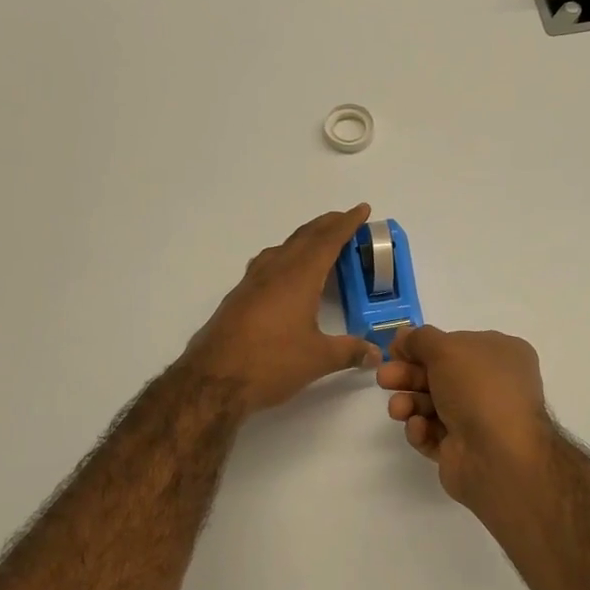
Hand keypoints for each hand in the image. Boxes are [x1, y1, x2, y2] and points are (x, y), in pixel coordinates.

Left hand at [184, 205, 382, 415]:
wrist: (213, 379)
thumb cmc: (271, 363)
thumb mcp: (318, 359)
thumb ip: (349, 352)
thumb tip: (377, 354)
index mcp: (298, 277)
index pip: (327, 241)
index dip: (346, 223)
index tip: (361, 209)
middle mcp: (274, 271)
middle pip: (303, 238)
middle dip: (326, 225)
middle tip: (344, 219)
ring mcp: (251, 283)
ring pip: (282, 248)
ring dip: (303, 240)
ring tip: (318, 243)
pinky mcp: (238, 297)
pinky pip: (266, 264)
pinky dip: (284, 257)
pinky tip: (284, 273)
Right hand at [376, 325, 555, 511]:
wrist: (498, 456)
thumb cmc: (479, 389)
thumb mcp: (447, 349)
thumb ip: (420, 339)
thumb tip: (404, 334)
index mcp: (501, 355)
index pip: (456, 344)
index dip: (423, 346)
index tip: (394, 349)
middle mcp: (492, 385)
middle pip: (439, 375)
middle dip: (408, 375)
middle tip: (384, 378)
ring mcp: (478, 419)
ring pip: (432, 405)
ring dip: (410, 402)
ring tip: (398, 409)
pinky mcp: (462, 450)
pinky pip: (433, 433)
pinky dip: (421, 429)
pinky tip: (419, 428)